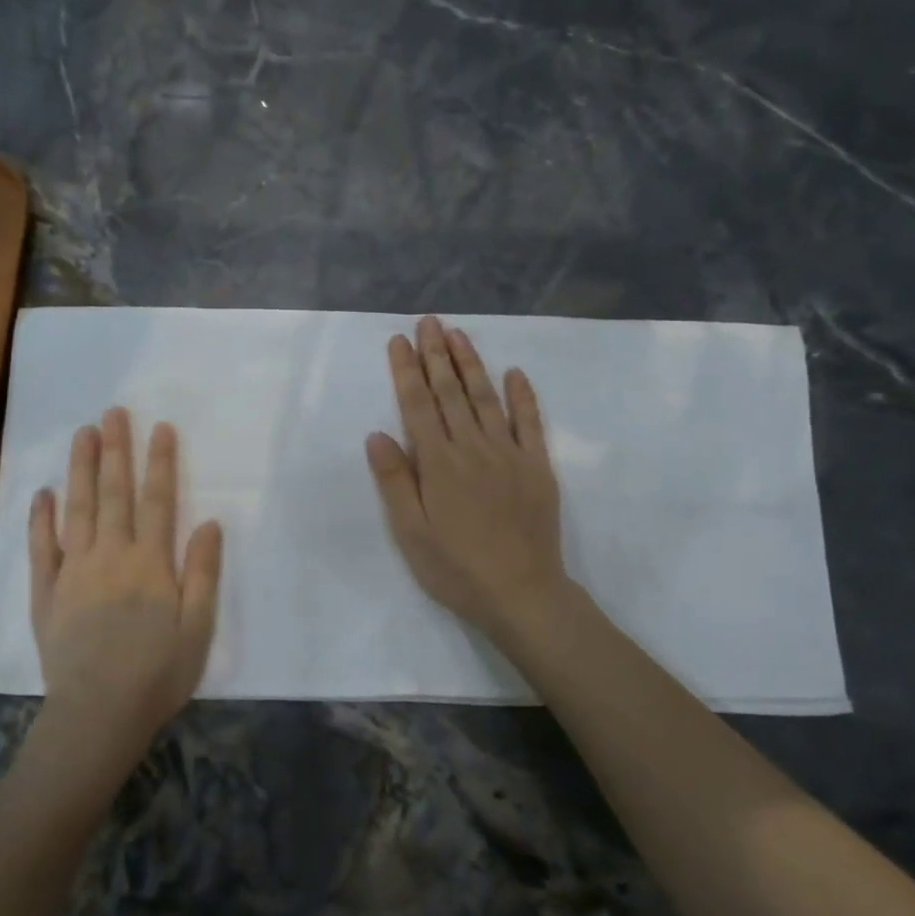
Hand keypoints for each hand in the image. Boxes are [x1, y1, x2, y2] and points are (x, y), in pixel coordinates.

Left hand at [29, 409, 222, 760]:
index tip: (160, 427)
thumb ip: (202, 572)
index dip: (159, 462)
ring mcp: (73, 572)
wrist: (98, 716)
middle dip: (116, 450)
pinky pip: (41, 547)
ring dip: (80, 469)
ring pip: (77, 509)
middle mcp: (110, 556)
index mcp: (150, 563)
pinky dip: (41, 518)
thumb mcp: (197, 628)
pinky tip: (43, 492)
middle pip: (113, 493)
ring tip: (82, 433)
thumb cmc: (158, 674)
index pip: (156, 500)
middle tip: (113, 412)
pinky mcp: (46, 593)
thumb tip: (209, 522)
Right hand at [366, 316, 570, 646]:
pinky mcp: (536, 466)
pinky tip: (515, 372)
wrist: (522, 593)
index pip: (418, 405)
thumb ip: (394, 481)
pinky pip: (530, 422)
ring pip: (486, 398)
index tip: (399, 341)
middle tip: (428, 322)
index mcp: (437, 463)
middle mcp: (472, 447)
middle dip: (436, 354)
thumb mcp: (410, 533)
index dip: (407, 371)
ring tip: (459, 334)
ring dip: (471, 364)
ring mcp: (508, 453)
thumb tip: (377, 434)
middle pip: (450, 393)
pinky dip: (523, 395)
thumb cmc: (456, 568)